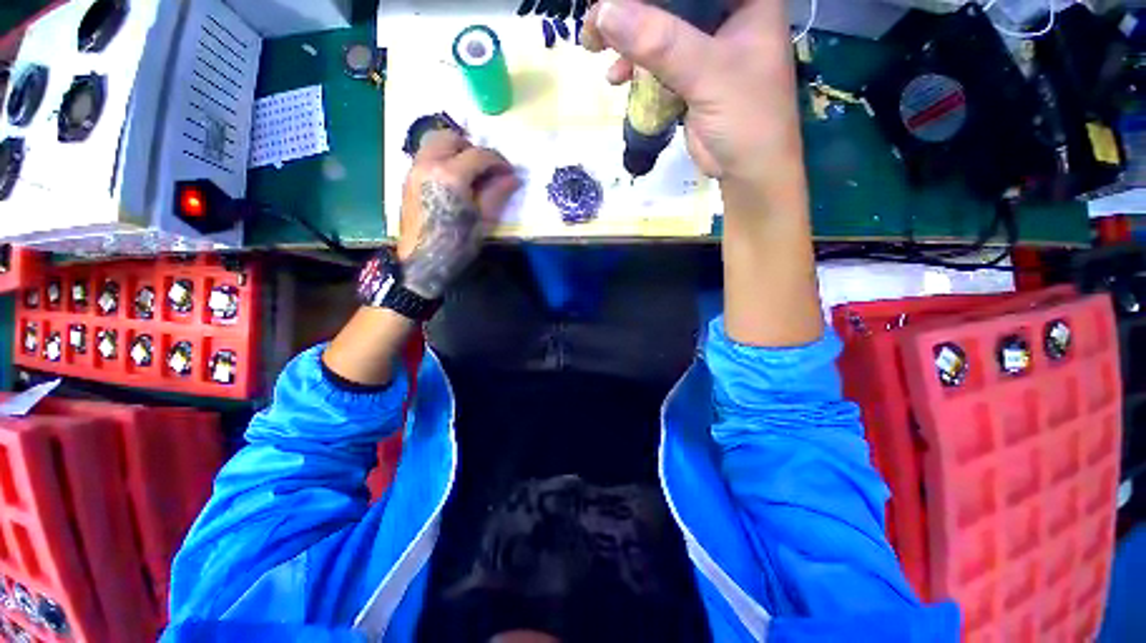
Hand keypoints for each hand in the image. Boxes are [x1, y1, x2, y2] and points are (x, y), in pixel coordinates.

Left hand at [397, 130, 519, 299]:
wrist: (423, 262)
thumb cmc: (457, 244)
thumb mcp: (483, 220)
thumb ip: (497, 193)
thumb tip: (514, 177)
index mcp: (451, 175)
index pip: (479, 154)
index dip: (498, 161)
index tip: (510, 172)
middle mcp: (428, 164)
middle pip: (451, 137)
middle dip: (473, 148)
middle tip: (487, 169)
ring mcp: (414, 169)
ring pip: (434, 142)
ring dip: (455, 150)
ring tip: (469, 172)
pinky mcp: (407, 178)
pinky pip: (425, 155)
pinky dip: (442, 157)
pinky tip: (452, 180)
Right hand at [582, 0, 803, 194]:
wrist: (747, 171)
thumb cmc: (746, 118)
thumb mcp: (707, 74)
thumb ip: (660, 42)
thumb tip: (604, 11)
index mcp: (744, 0)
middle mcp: (725, 16)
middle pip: (671, 1)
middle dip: (632, 9)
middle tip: (595, 21)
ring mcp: (705, 48)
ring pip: (658, 29)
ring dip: (626, 39)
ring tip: (593, 46)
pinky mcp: (689, 77)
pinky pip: (655, 62)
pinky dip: (634, 68)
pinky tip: (616, 78)